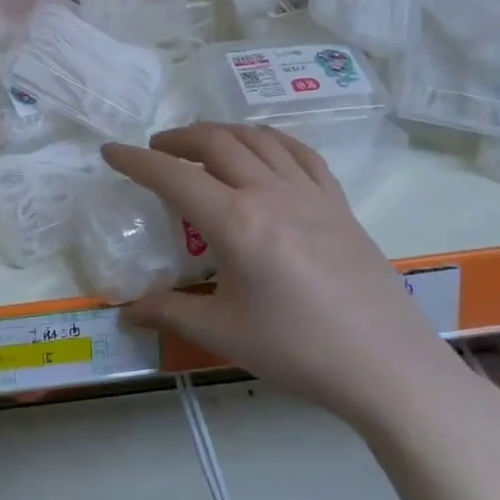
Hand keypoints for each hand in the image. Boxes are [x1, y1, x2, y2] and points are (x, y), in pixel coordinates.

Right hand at [102, 124, 465, 430]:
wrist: (388, 367)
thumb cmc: (299, 350)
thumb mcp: (224, 334)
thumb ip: (170, 312)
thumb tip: (126, 313)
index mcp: (236, 223)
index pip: (172, 176)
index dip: (136, 160)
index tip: (111, 150)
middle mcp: (269, 193)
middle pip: (215, 142)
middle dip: (177, 139)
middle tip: (156, 150)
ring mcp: (309, 192)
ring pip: (256, 138)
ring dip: (220, 132)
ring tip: (201, 146)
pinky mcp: (337, 202)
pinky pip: (298, 152)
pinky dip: (269, 139)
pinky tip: (261, 147)